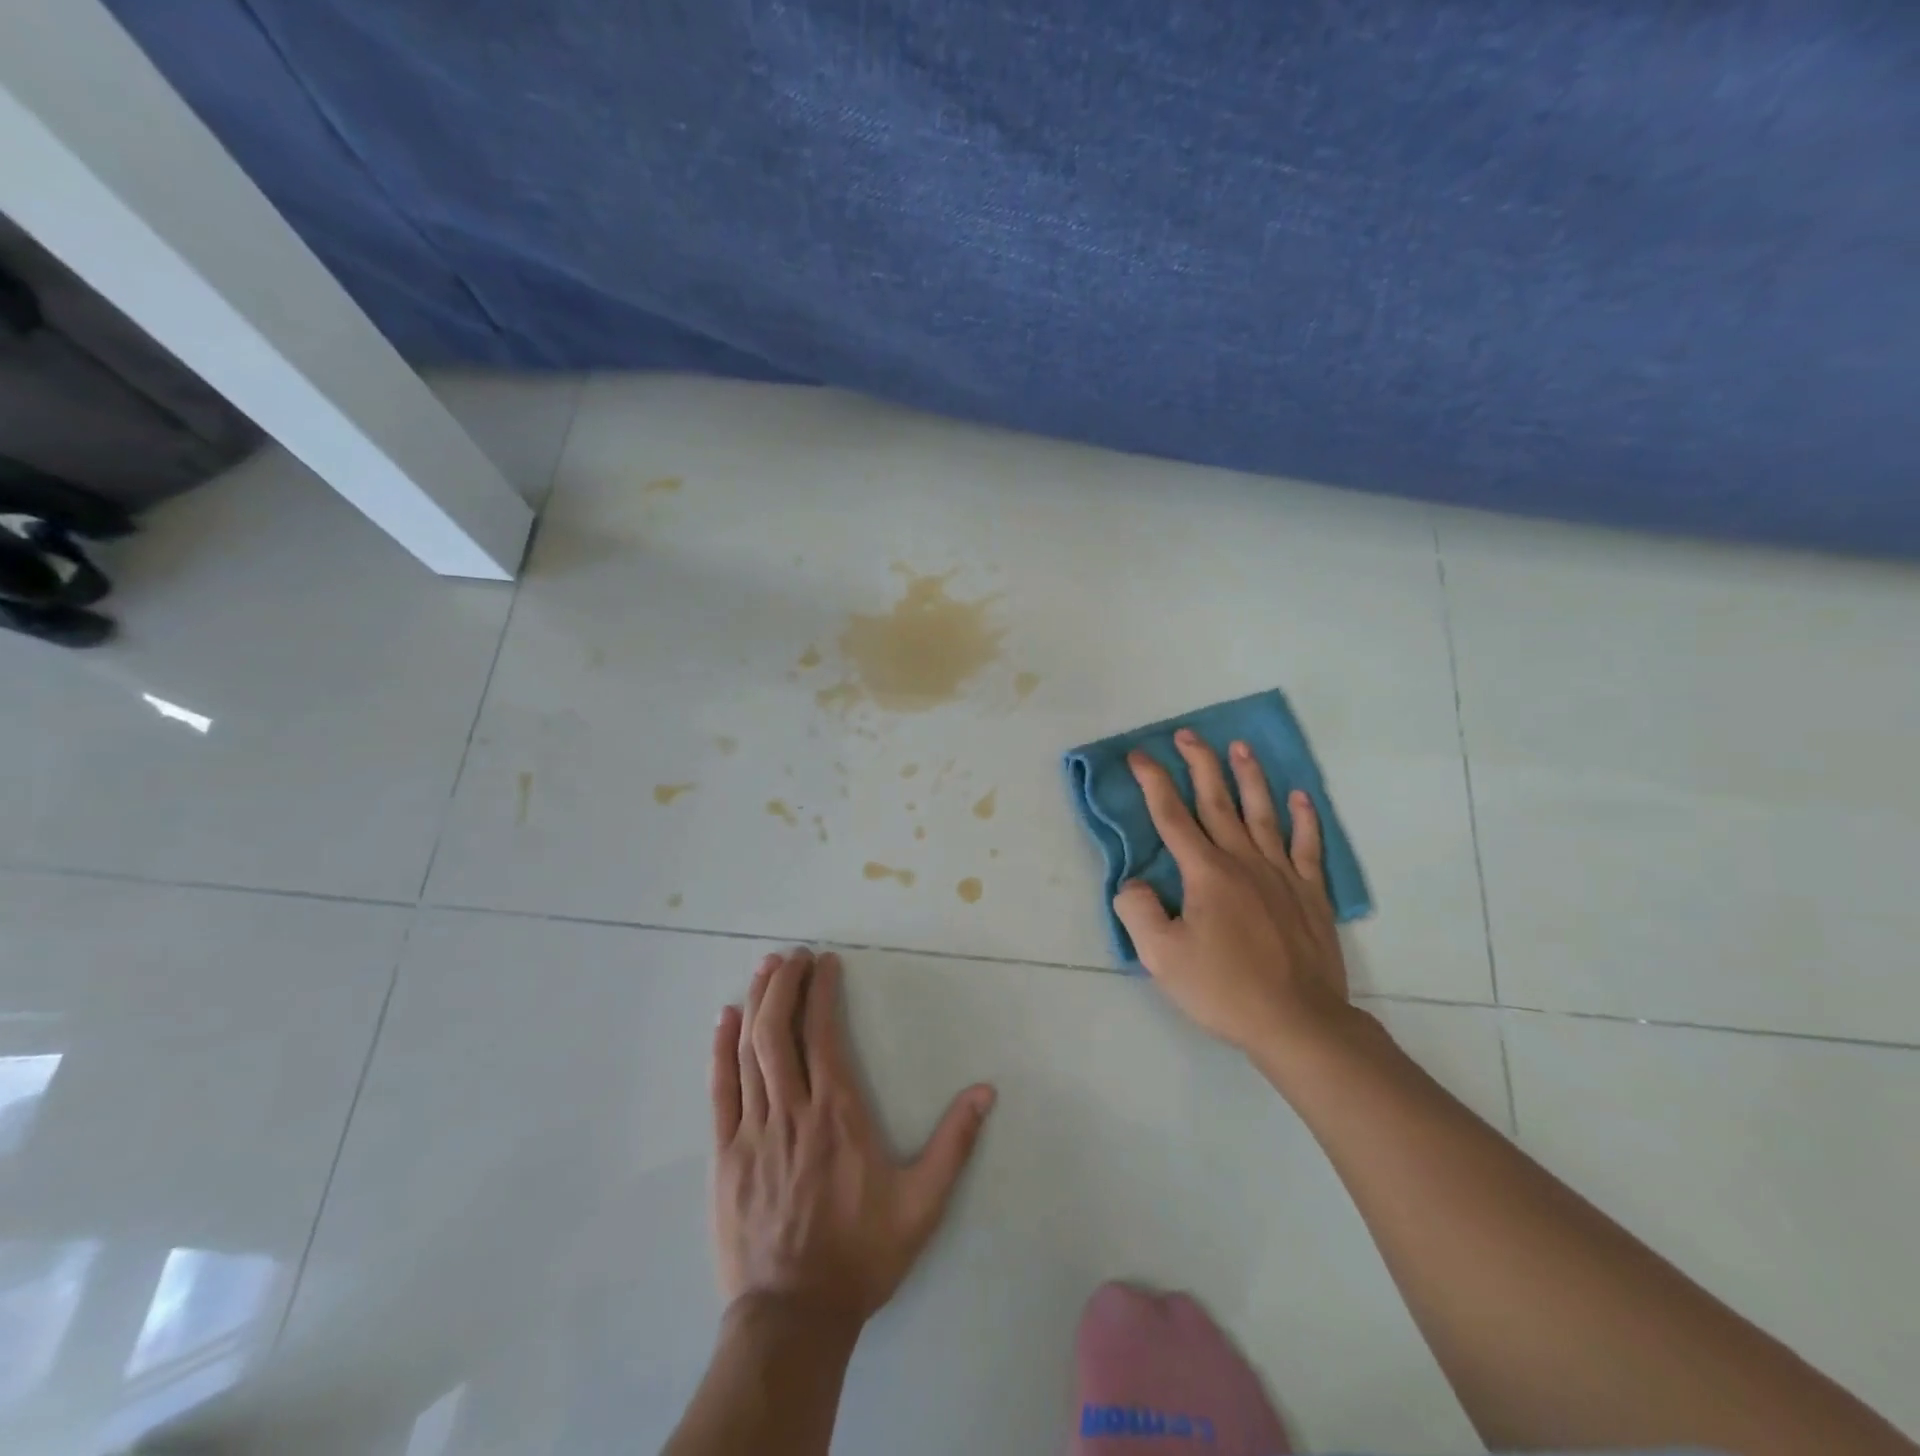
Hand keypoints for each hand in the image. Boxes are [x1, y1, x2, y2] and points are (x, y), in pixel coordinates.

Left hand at [710, 947, 995, 1330]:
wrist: (793, 1317)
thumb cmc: (860, 1255)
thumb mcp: (921, 1205)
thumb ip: (954, 1144)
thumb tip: (986, 1091)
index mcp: (837, 1114)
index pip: (824, 1034)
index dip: (821, 991)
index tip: (825, 962)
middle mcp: (793, 1110)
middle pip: (780, 1031)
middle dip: (785, 984)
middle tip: (793, 955)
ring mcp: (753, 1130)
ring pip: (750, 1050)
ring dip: (757, 1003)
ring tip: (765, 968)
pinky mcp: (725, 1154)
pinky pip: (720, 1089)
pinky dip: (721, 1048)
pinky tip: (725, 1018)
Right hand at [1113, 730, 1358, 1062]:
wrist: (1298, 1023)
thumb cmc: (1224, 989)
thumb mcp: (1162, 958)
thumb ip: (1139, 911)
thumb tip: (1134, 883)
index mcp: (1206, 873)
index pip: (1172, 816)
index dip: (1152, 782)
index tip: (1138, 755)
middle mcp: (1243, 861)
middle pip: (1217, 802)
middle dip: (1199, 764)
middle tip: (1187, 734)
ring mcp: (1282, 874)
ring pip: (1262, 813)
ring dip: (1249, 777)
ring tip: (1241, 747)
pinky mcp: (1311, 894)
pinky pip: (1307, 847)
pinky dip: (1305, 819)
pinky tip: (1301, 798)